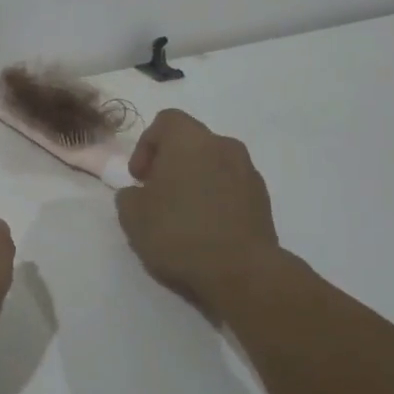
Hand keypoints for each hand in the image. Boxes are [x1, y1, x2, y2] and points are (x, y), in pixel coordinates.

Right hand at [115, 108, 283, 317]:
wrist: (242, 272)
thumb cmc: (179, 232)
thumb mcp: (132, 215)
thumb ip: (129, 195)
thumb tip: (139, 194)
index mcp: (190, 140)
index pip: (166, 121)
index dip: (146, 145)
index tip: (140, 177)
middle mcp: (223, 146)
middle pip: (192, 142)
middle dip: (172, 163)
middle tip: (158, 194)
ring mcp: (249, 173)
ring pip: (214, 165)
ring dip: (196, 181)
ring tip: (183, 215)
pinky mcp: (264, 201)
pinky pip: (232, 188)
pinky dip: (217, 199)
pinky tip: (206, 230)